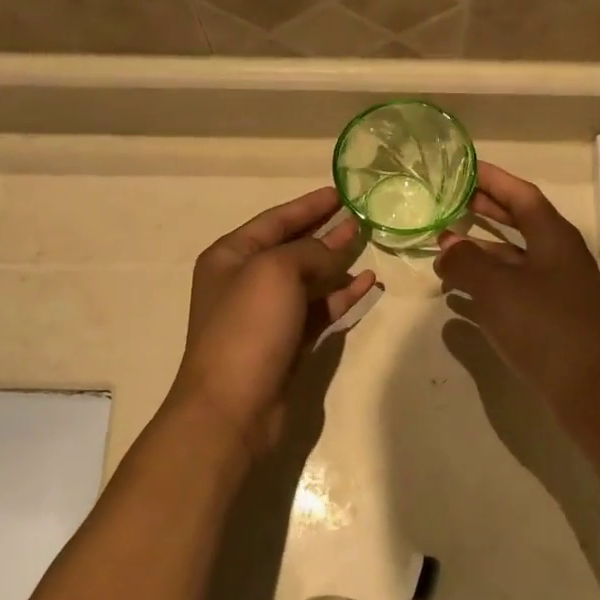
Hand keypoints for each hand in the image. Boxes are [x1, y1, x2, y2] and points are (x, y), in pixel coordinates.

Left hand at [170, 187, 377, 456]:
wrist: (232, 407)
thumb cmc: (247, 327)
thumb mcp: (276, 272)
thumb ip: (310, 251)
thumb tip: (334, 249)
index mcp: (231, 256)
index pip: (275, 220)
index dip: (308, 205)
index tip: (339, 192)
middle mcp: (246, 281)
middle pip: (292, 247)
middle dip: (325, 231)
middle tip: (360, 215)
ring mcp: (267, 315)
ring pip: (308, 279)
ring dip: (336, 262)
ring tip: (369, 243)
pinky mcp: (287, 343)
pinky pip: (318, 309)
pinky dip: (341, 295)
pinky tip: (367, 282)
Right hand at [436, 162, 599, 409]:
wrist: (588, 389)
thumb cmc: (543, 326)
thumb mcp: (496, 287)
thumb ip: (465, 261)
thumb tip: (447, 247)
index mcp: (554, 236)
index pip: (521, 194)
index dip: (492, 178)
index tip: (463, 167)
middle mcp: (559, 255)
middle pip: (519, 221)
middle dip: (485, 210)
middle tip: (450, 201)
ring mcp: (558, 286)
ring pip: (514, 256)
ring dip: (481, 249)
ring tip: (444, 247)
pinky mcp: (551, 315)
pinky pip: (513, 285)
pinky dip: (487, 281)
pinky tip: (459, 292)